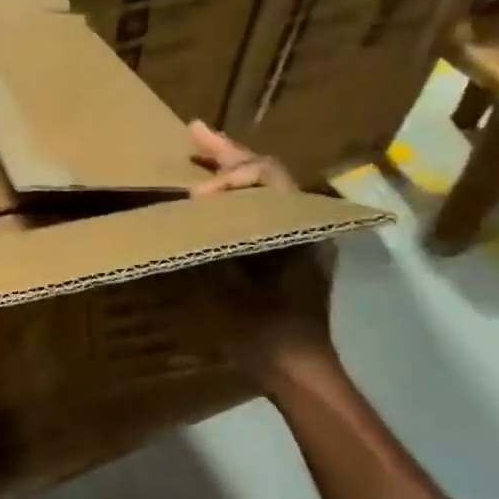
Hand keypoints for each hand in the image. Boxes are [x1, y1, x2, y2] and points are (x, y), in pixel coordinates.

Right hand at [187, 122, 337, 387]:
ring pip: (263, 188)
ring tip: (201, 150)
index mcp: (299, 223)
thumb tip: (196, 206)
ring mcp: (295, 234)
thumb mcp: (236, 283)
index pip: (267, 174)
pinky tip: (212, 195)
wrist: (296, 368)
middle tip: (195, 131)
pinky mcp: (283, 250)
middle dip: (228, 153)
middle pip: (266, 172)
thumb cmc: (267, 329)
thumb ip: (220, 240)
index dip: (229, 174)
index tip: (196, 195)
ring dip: (231, 169)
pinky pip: (260, 208)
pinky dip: (235, 195)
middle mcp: (303, 221)